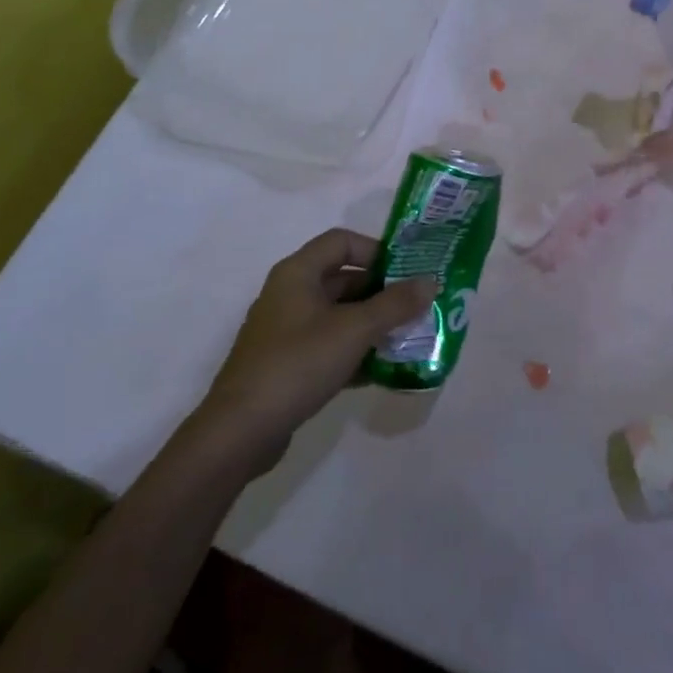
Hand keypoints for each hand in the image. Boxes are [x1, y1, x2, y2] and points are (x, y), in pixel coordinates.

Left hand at [199, 229, 433, 470]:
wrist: (241, 431)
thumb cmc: (298, 364)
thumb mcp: (354, 330)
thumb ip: (395, 304)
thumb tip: (431, 281)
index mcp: (298, 273)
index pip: (342, 242)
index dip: (376, 250)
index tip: (407, 272)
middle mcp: (289, 293)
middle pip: (342, 278)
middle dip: (381, 291)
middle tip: (416, 306)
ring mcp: (286, 330)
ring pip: (337, 314)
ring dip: (371, 323)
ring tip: (406, 338)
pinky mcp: (286, 363)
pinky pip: (328, 344)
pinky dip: (354, 350)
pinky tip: (380, 370)